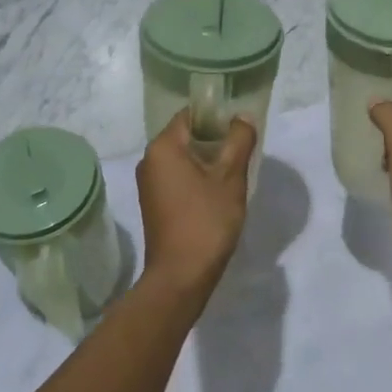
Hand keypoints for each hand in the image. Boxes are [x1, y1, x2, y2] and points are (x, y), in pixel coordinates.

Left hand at [136, 111, 256, 298]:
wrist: (180, 276)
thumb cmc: (206, 221)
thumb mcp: (230, 177)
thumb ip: (239, 141)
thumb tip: (243, 117)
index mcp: (162, 147)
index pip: (190, 115)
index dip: (217, 116)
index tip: (240, 128)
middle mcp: (149, 160)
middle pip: (186, 135)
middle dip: (215, 140)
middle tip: (242, 151)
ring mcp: (149, 183)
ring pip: (183, 158)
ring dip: (208, 161)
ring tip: (234, 173)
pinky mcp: (153, 203)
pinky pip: (178, 177)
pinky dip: (197, 178)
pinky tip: (218, 193)